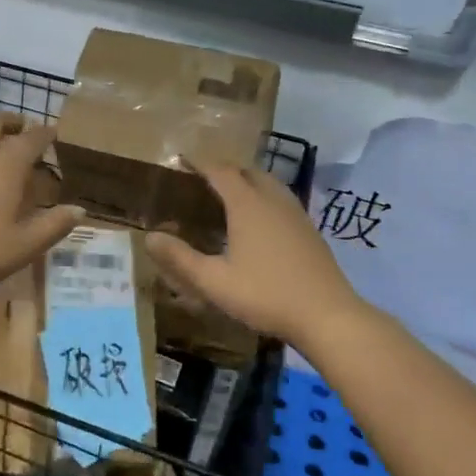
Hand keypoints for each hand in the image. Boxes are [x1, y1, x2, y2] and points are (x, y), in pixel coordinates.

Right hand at [146, 161, 361, 347]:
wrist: (327, 315)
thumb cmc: (265, 295)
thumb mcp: (214, 281)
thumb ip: (180, 258)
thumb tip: (149, 237)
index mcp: (247, 205)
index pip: (221, 171)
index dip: (201, 163)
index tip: (182, 161)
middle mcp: (272, 200)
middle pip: (248, 171)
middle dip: (225, 169)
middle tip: (204, 178)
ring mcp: (296, 214)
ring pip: (269, 184)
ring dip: (248, 181)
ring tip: (231, 194)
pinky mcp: (310, 230)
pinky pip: (282, 200)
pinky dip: (265, 197)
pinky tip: (261, 221)